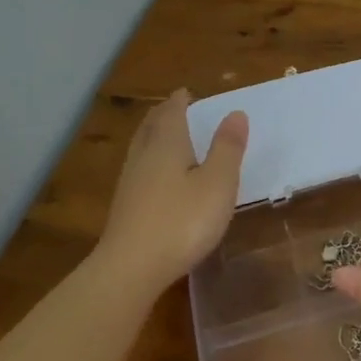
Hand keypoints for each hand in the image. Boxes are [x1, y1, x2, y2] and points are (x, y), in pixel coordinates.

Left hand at [99, 90, 247, 289]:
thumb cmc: (182, 221)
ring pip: (141, 147)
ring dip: (153, 134)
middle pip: (151, 127)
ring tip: (162, 132)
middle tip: (173, 106)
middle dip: (163, 114)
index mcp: (167, 145)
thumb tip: (235, 113)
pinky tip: (154, 174)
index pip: (172, 113)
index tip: (186, 92)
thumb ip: (227, 148)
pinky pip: (138, 169)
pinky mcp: (125, 208)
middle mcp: (144, 157)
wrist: (131, 268)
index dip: (180, 101)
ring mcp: (130, 183)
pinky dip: (149, 159)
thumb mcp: (217, 183)